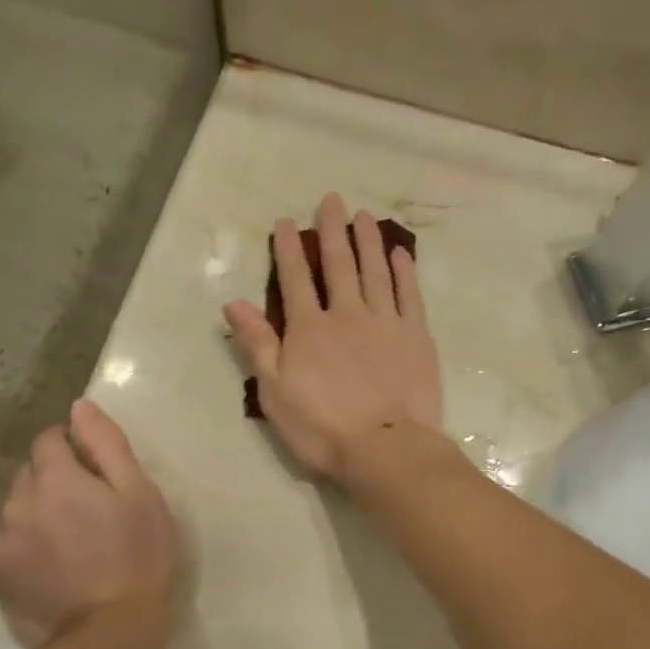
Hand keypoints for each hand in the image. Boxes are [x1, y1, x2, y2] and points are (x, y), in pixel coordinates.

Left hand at [0, 400, 177, 648]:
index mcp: (54, 479)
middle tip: (92, 508)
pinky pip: (12, 544)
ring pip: (18, 510)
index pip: (48, 439)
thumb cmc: (137, 556)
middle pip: (30, 474)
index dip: (72, 445)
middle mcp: (17, 504)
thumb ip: (106, 444)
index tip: (97, 469)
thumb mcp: (138, 493)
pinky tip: (58, 567)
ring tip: (74, 542)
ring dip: (40, 512)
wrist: (108, 634)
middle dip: (55, 479)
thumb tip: (79, 407)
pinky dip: (30, 545)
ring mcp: (3, 544)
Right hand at [224, 193, 443, 479]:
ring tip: (364, 216)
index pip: (295, 279)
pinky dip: (404, 271)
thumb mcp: (275, 392)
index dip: (289, 249)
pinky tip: (400, 253)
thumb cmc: (322, 428)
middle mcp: (347, 314)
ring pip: (375, 272)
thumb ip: (258, 345)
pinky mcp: (416, 336)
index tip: (287, 221)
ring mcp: (385, 322)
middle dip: (332, 231)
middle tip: (332, 200)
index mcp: (309, 329)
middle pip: (338, 265)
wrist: (385, 448)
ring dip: (368, 242)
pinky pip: (409, 295)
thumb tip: (233, 303)